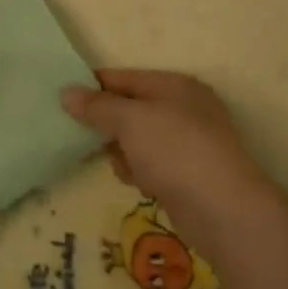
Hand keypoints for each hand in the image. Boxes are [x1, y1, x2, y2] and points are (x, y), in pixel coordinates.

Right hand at [61, 69, 271, 253]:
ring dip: (122, 151)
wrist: (224, 211)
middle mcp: (184, 109)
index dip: (93, 86)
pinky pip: (151, 165)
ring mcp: (189, 144)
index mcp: (174, 86)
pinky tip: (137, 182)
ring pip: (138, 139)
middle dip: (107, 123)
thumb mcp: (129, 120)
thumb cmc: (175, 151)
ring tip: (119, 163)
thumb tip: (66, 93)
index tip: (63, 100)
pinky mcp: (189, 176)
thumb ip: (96, 106)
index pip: (124, 77)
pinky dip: (140, 171)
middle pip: (131, 109)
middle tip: (80, 136)